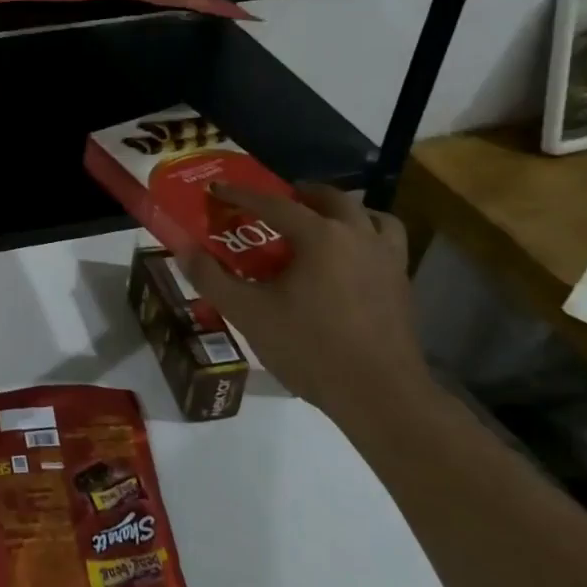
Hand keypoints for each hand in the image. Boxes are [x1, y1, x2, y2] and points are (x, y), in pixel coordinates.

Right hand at [182, 183, 427, 418]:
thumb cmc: (310, 348)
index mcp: (320, 237)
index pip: (274, 204)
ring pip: (371, 217)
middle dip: (301, 193)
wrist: (380, 396)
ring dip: (343, 213)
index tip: (217, 189)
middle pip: (331, 199)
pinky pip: (387, 244)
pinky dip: (366, 238)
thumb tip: (183, 250)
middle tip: (277, 202)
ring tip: (322, 224)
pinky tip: (349, 262)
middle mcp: (358, 237)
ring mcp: (387, 260)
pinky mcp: (403, 285)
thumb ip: (211, 278)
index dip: (241, 195)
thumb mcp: (248, 313)